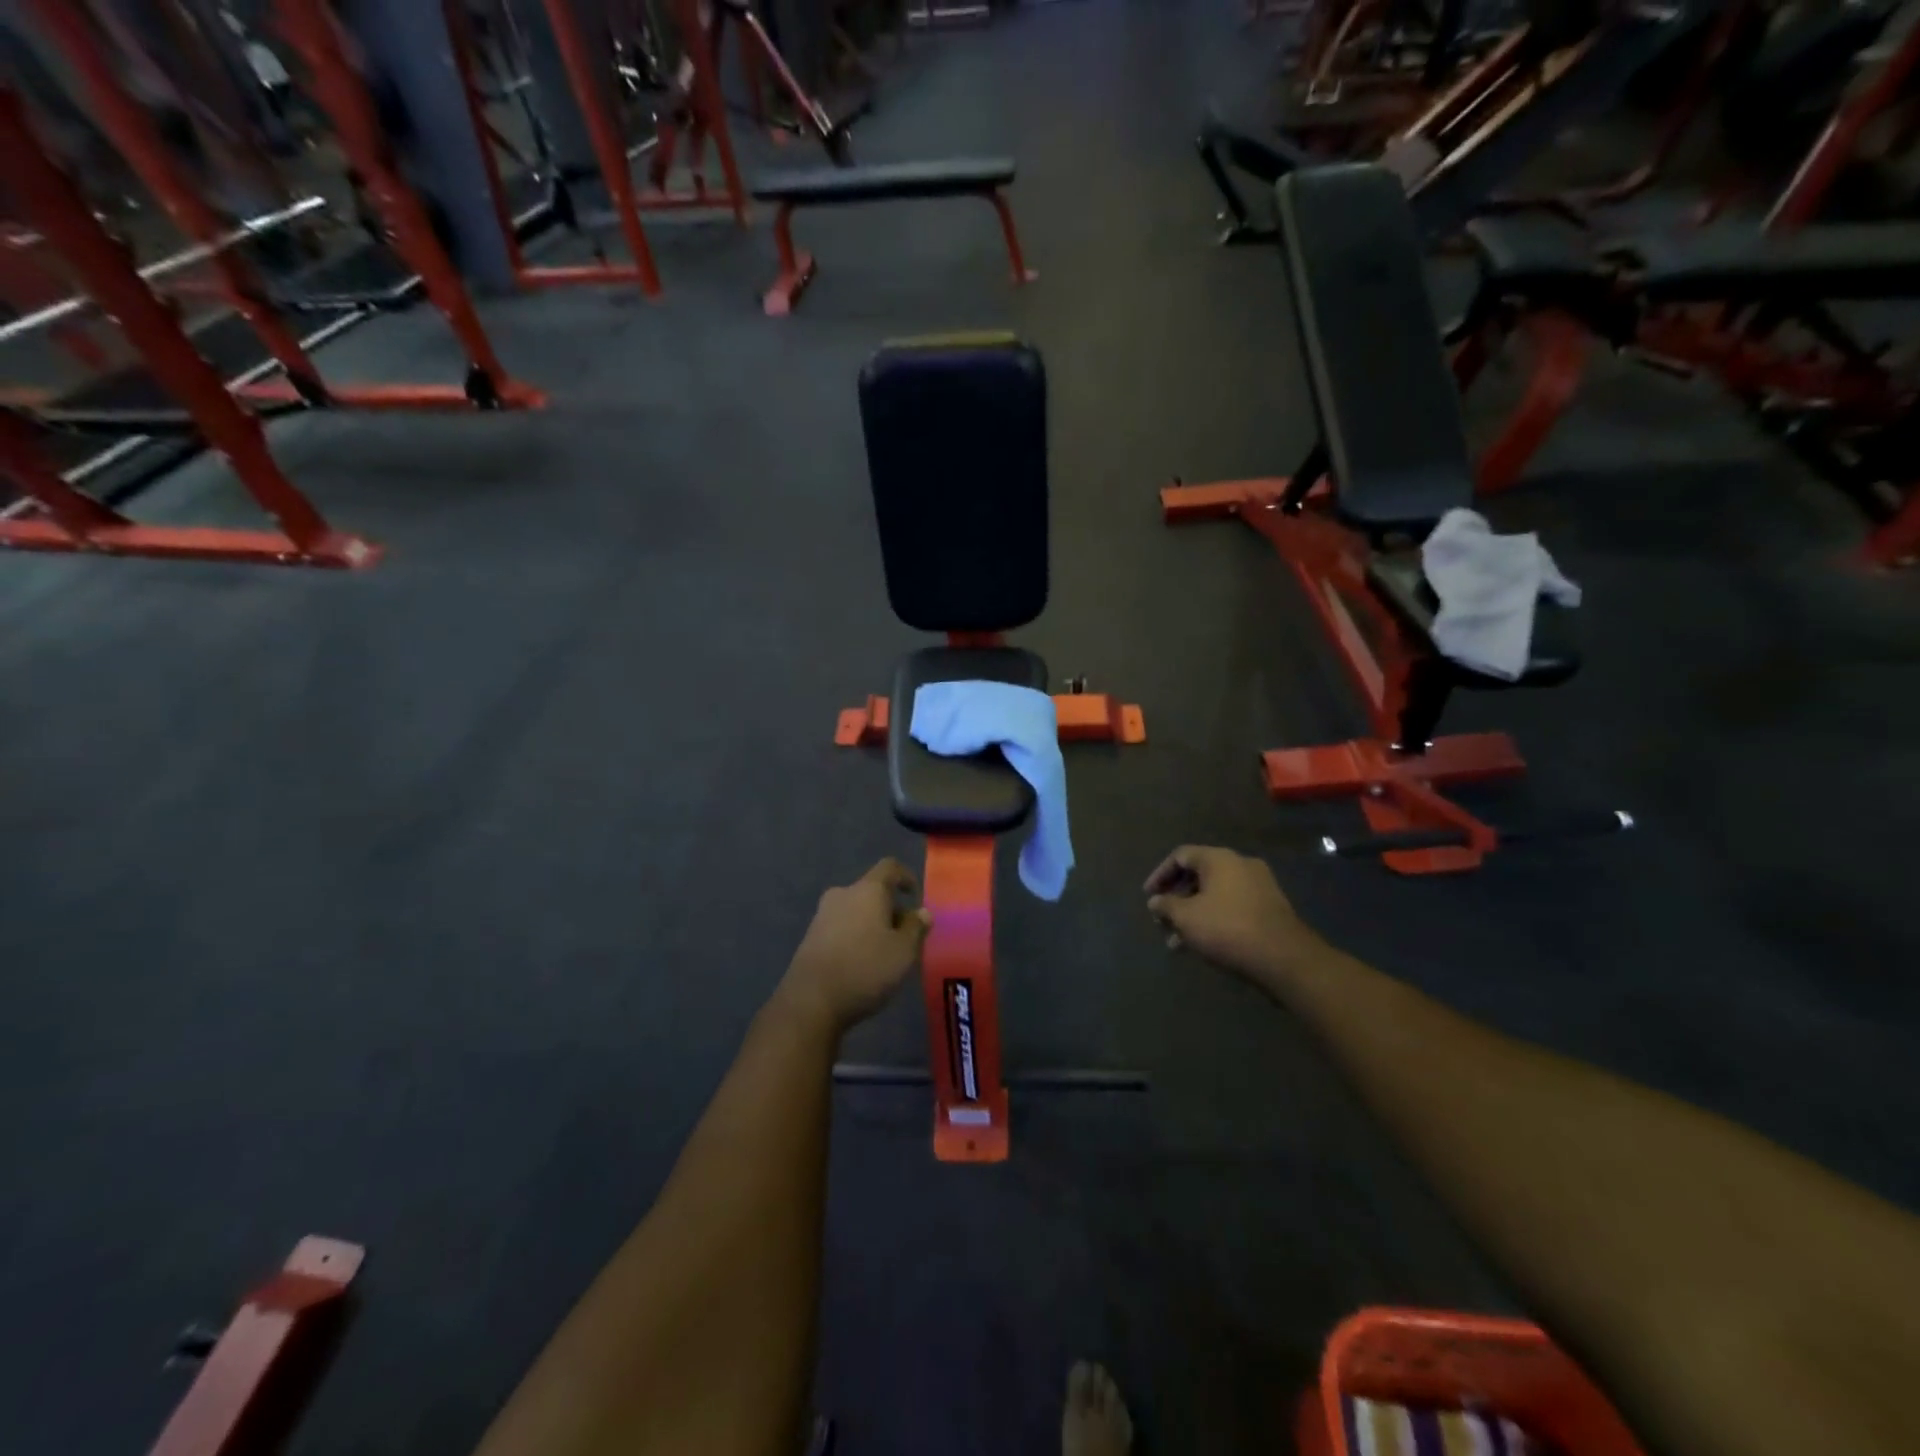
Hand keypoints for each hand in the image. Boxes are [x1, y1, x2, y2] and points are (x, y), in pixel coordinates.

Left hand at [781, 859, 932, 1032]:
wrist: (810, 1001)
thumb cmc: (865, 969)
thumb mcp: (904, 952)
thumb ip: (916, 928)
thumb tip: (921, 912)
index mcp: (868, 890)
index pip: (889, 867)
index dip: (905, 876)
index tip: (914, 896)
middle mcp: (842, 895)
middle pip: (872, 891)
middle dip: (890, 909)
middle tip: (905, 936)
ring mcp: (822, 916)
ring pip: (856, 910)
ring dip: (872, 924)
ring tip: (885, 954)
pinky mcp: (810, 938)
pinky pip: (841, 927)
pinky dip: (855, 937)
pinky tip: (861, 964)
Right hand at [1144, 845, 1318, 982]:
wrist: (1284, 958)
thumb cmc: (1227, 929)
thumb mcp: (1186, 918)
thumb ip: (1166, 906)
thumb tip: (1155, 901)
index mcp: (1219, 859)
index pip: (1181, 856)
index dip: (1160, 875)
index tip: (1149, 896)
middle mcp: (1241, 865)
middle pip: (1199, 875)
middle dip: (1176, 899)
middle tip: (1162, 920)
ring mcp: (1259, 886)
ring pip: (1215, 895)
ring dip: (1193, 914)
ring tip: (1177, 942)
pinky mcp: (1270, 908)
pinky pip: (1232, 906)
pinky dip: (1213, 919)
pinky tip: (1202, 944)